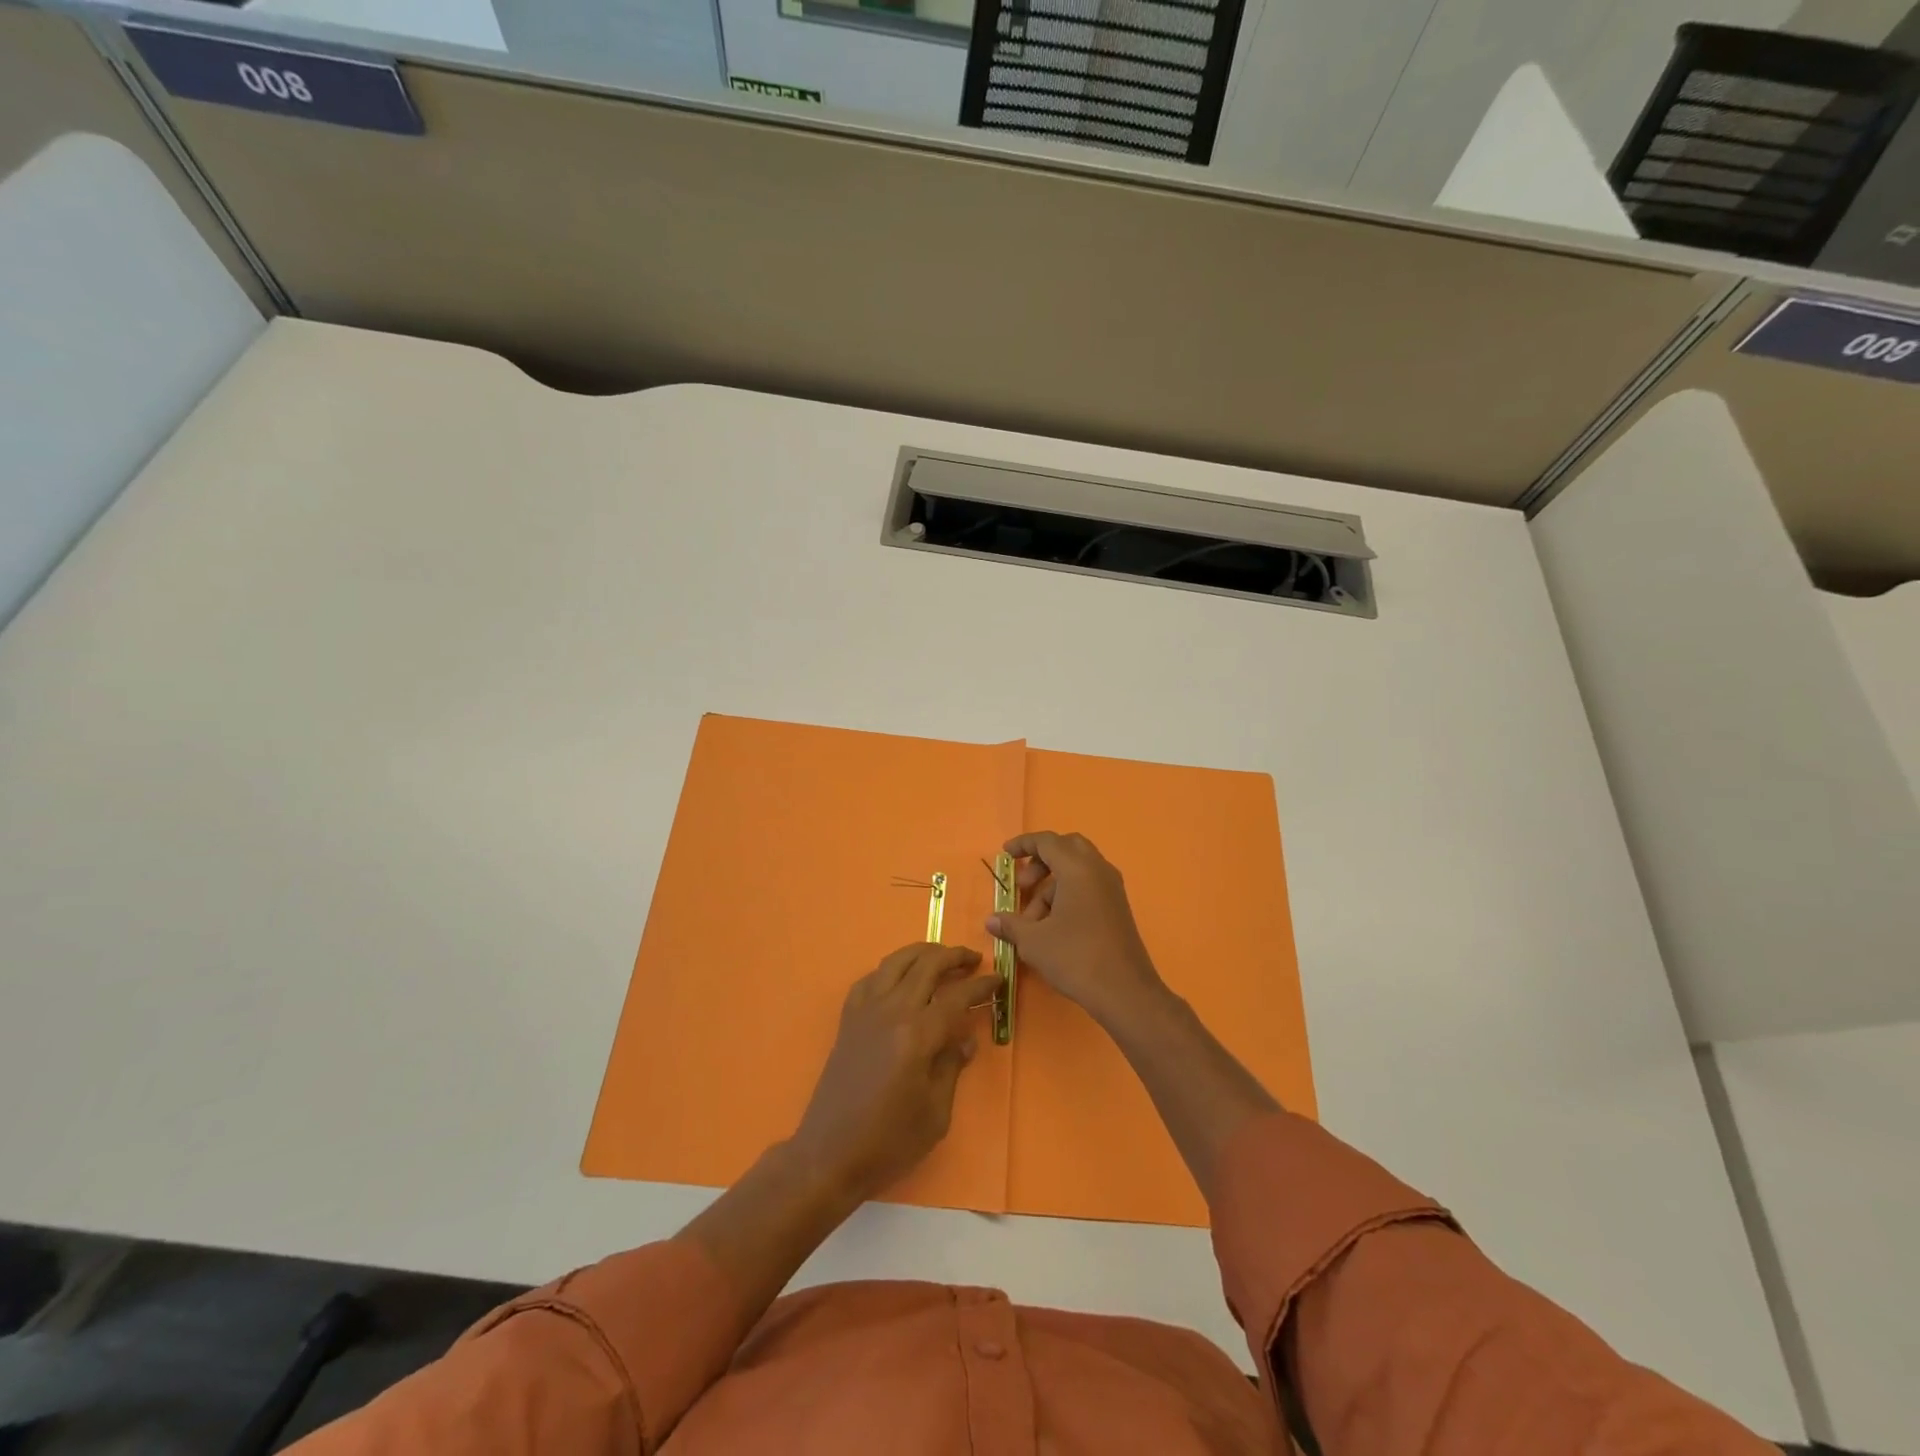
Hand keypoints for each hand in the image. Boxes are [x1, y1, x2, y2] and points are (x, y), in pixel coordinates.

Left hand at [790, 943, 998, 1204]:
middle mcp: (891, 1011)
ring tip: (941, 957)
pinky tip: (900, 979)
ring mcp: (865, 1011)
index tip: (999, 980)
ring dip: (922, 953)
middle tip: (974, 960)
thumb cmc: (888, 1142)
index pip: (957, 996)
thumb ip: (952, 1067)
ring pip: (896, 961)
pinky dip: (891, 970)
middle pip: (927, 965)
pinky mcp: (847, 1019)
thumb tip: (966, 1040)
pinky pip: (871, 979)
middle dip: (954, 956)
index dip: (981, 985)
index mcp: (917, 1035)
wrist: (828, 1155)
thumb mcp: (935, 1113)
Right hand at [987, 831, 1170, 1033]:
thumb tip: (992, 920)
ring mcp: (1112, 888)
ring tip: (1033, 921)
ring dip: (1051, 886)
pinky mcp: (1118, 907)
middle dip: (1041, 861)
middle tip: (1024, 885)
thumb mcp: (1034, 941)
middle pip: (1067, 848)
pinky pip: (1089, 886)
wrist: (1124, 991)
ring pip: (1077, 870)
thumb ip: (1011, 924)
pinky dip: (1068, 895)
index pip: (1047, 841)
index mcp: (1078, 868)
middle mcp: (1098, 870)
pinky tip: (1054, 927)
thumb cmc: (1075, 957)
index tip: (1005, 854)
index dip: (1023, 844)